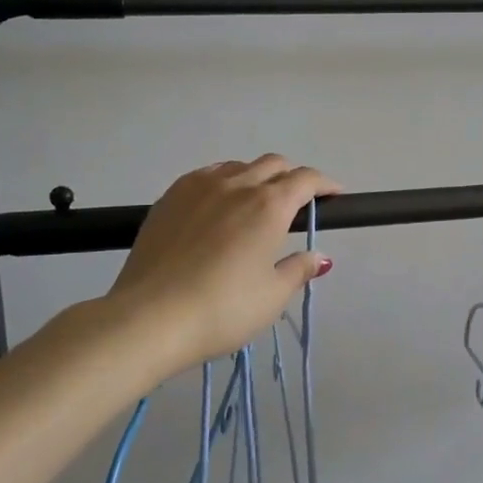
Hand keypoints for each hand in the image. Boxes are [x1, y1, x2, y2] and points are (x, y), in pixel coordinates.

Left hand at [107, 154, 341, 371]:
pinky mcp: (170, 197)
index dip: (325, 184)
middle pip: (273, 164)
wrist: (149, 317)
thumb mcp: (272, 297)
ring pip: (238, 166)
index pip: (305, 180)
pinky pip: (207, 175)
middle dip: (292, 177)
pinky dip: (225, 181)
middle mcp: (237, 185)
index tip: (334, 195)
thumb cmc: (222, 310)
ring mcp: (199, 186)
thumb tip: (319, 258)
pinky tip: (219, 205)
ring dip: (257, 176)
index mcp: (269, 206)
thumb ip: (298, 270)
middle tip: (298, 203)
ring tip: (257, 202)